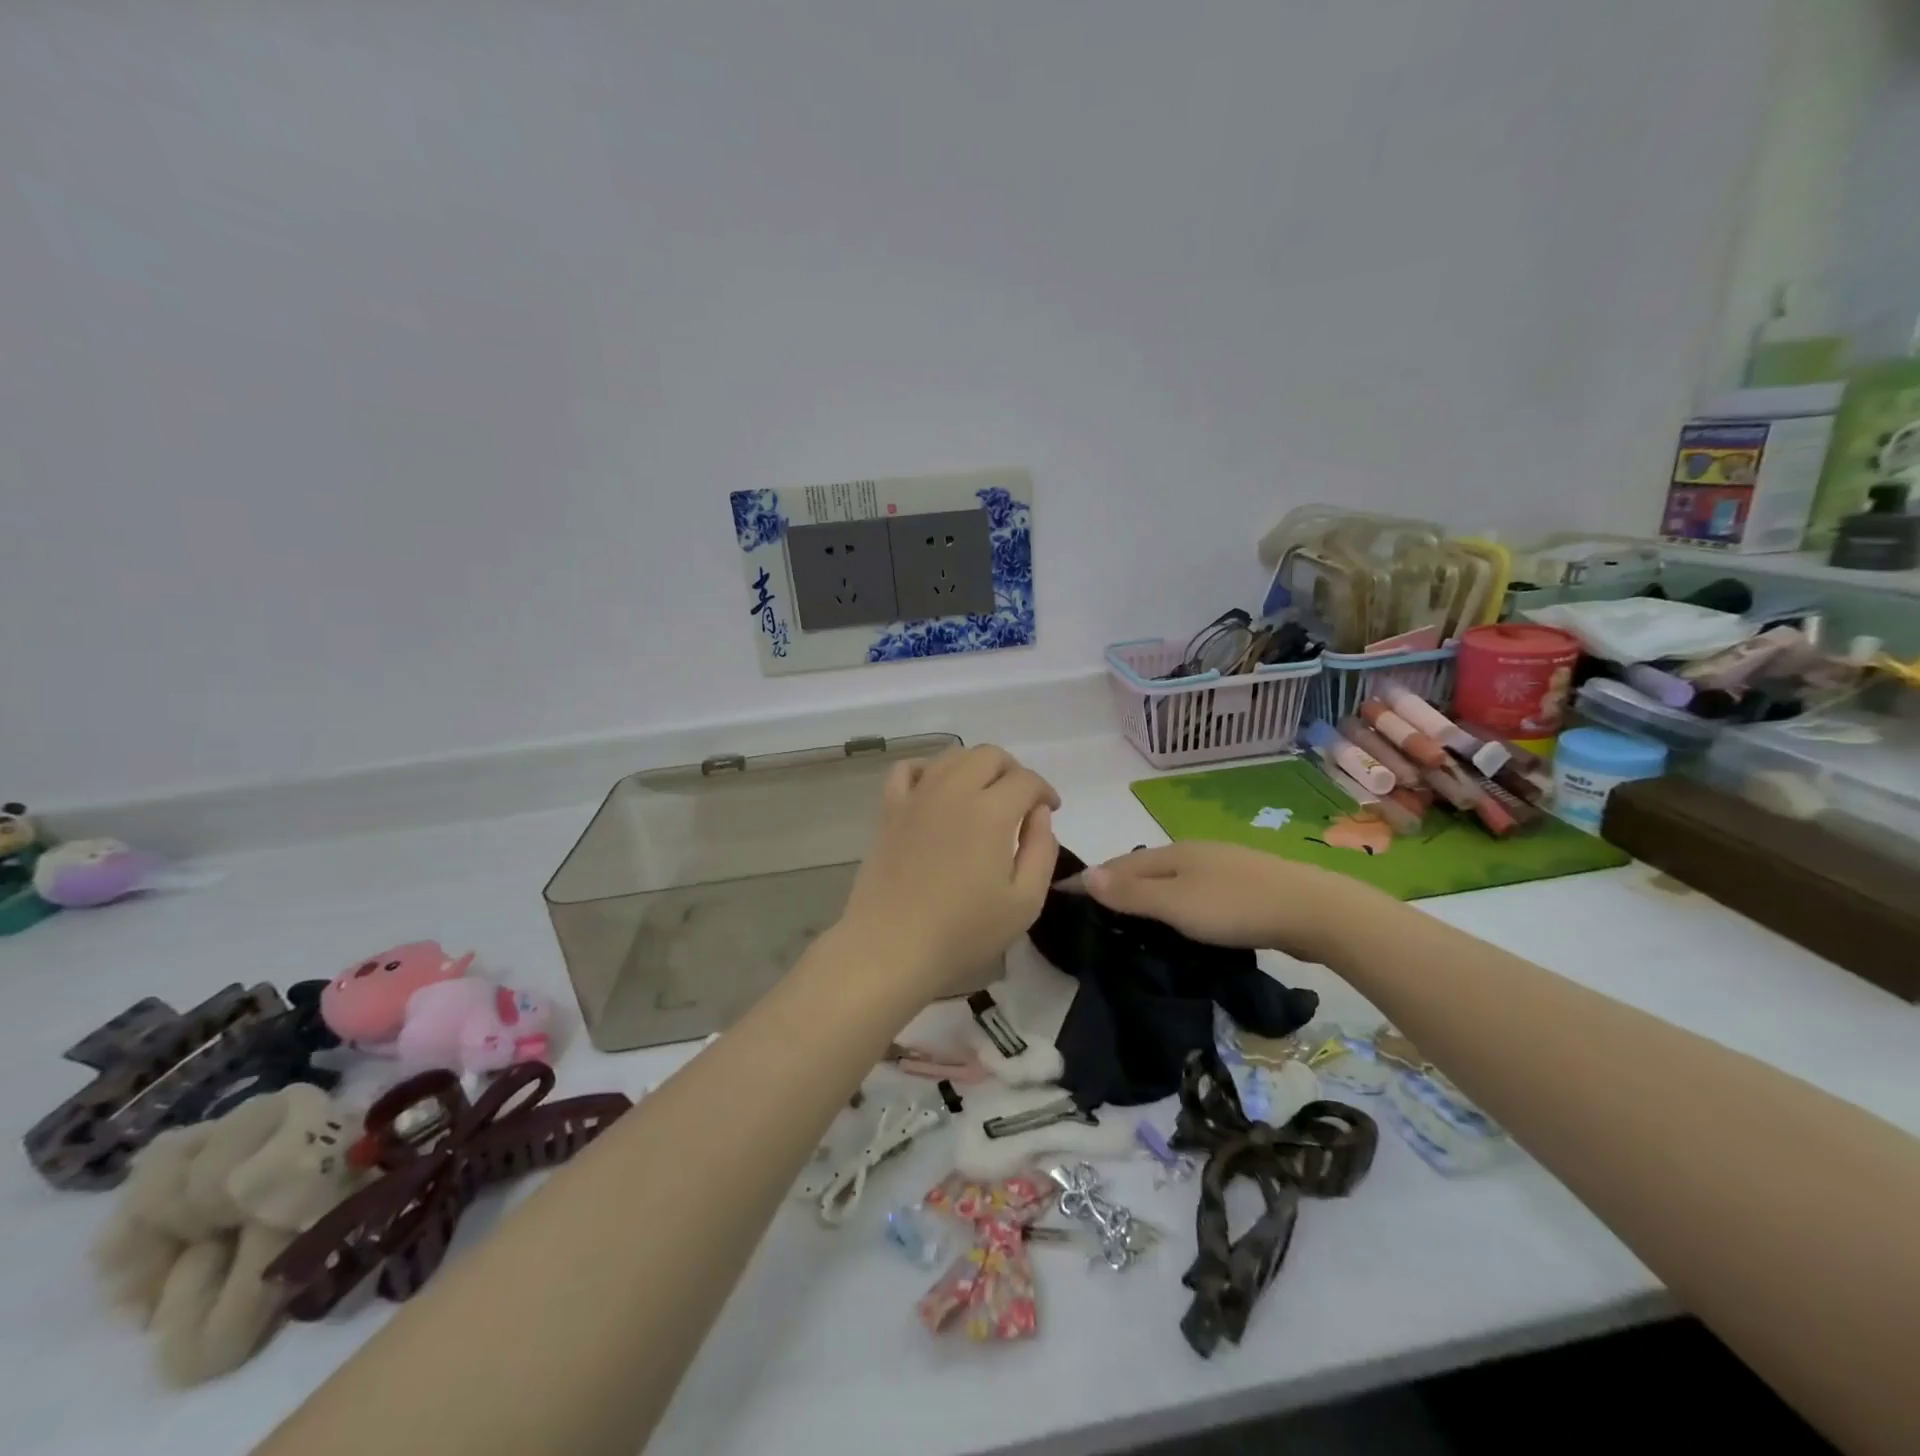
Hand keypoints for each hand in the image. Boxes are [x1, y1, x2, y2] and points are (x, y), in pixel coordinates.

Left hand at [836, 745, 1060, 1000]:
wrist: (890, 947)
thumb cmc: (963, 932)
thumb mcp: (1024, 902)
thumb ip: (1041, 850)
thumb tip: (1039, 813)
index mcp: (991, 812)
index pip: (1026, 780)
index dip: (1045, 791)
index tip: (1050, 811)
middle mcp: (954, 791)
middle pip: (990, 756)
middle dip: (1014, 772)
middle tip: (1020, 802)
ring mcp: (917, 796)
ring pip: (953, 756)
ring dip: (976, 766)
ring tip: (984, 795)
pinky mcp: (889, 809)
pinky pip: (909, 768)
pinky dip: (929, 769)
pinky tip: (937, 790)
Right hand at [1078, 842, 1382, 964]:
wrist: (1313, 910)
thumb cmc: (1235, 906)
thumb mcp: (1175, 904)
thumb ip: (1130, 893)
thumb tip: (1084, 874)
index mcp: (1172, 853)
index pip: (1118, 864)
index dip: (1090, 879)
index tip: (1061, 893)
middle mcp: (1193, 852)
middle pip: (1144, 867)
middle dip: (1116, 882)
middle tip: (1093, 910)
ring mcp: (1221, 866)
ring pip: (1171, 878)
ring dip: (1147, 893)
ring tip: (1131, 917)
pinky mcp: (1244, 886)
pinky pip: (1194, 890)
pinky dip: (1175, 901)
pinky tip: (1181, 918)